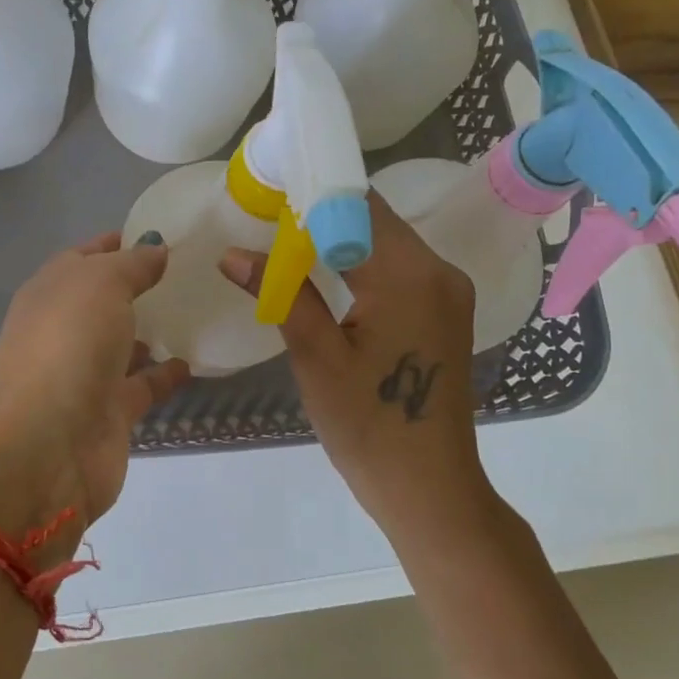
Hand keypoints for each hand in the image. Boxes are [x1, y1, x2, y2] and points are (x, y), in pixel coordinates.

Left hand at [0, 232, 189, 554]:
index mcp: (51, 291)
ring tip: (201, 312)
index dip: (120, 242)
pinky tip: (196, 360)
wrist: (46, 448)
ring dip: (153, 331)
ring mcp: (86, 372)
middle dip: (142, 287)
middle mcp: (65, 329)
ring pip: (124, 343)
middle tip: (195, 271)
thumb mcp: (99, 284)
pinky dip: (166, 373)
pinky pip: (144, 384)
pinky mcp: (110, 412)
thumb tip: (156, 248)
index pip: (86, 256)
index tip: (165, 234)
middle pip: (106, 300)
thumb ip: (131, 264)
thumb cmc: (68, 346)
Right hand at [220, 194, 489, 544]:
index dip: (311, 189)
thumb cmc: (368, 426)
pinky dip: (359, 261)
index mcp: (409, 275)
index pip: (357, 204)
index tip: (266, 189)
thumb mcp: (316, 356)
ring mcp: (447, 291)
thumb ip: (281, 293)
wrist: (429, 488)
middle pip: (374, 218)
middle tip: (265, 214)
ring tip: (284, 239)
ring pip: (385, 241)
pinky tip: (323, 270)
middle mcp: (438, 270)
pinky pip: (397, 267)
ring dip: (338, 235)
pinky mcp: (443, 311)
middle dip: (320, 211)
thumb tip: (232, 253)